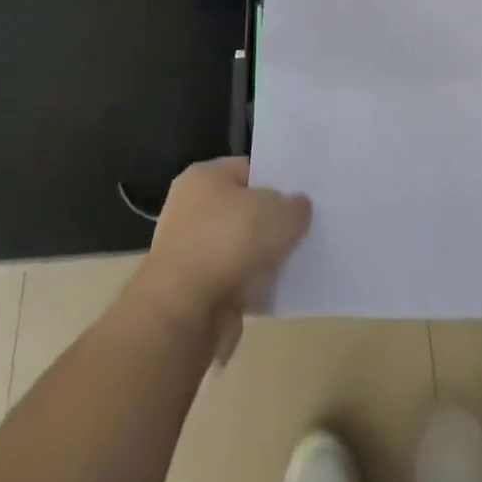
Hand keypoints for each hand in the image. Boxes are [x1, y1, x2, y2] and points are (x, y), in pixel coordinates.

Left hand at [128, 157, 310, 362]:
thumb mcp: (278, 213)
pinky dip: (247, 288)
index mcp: (204, 176)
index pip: (247, 169)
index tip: (299, 200)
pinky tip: (271, 293)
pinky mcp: (189, 291)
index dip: (275, 182)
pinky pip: (229, 282)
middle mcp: (189, 207)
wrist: (182, 311)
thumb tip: (298, 207)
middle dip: (268, 224)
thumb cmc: (228, 242)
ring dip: (258, 260)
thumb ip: (294, 207)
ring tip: (290, 266)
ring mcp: (186, 250)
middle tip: (299, 233)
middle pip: (241, 210)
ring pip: (236, 249)